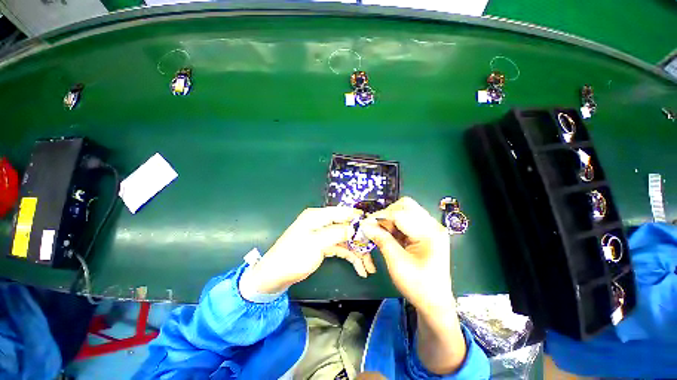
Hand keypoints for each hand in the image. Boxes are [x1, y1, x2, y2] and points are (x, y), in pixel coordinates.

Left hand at [242, 207, 376, 294]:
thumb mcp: (317, 243)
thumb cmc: (294, 257)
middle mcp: (322, 222)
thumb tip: (357, 227)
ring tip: (369, 267)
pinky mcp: (324, 246)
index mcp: (318, 216)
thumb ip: (338, 233)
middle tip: (373, 253)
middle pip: (347, 227)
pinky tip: (360, 268)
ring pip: (346, 239)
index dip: (358, 219)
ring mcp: (324, 235)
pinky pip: (341, 248)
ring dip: (357, 252)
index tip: (374, 228)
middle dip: (360, 240)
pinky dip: (350, 256)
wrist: (274, 276)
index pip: (343, 212)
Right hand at [361, 197, 453, 311]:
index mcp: (430, 232)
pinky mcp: (425, 232)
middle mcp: (433, 225)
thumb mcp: (397, 263)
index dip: (380, 216)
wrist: (434, 302)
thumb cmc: (418, 285)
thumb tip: (365, 225)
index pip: (401, 213)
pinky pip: (407, 220)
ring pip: (405, 210)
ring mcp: (430, 227)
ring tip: (381, 232)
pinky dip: (395, 224)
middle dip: (387, 214)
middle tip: (376, 227)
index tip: (365, 223)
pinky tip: (389, 235)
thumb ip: (382, 240)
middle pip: (406, 206)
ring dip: (390, 219)